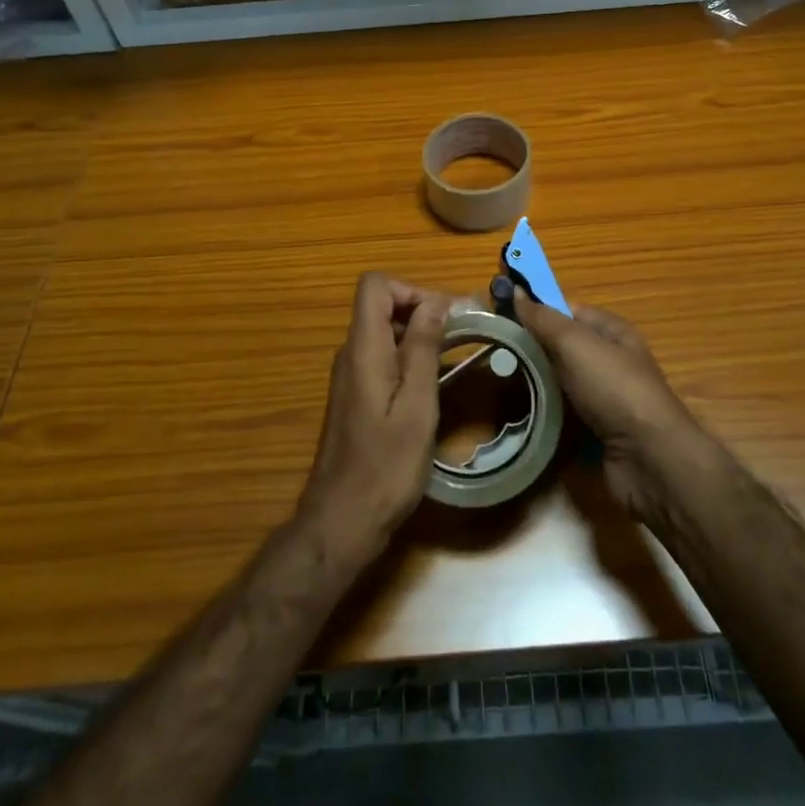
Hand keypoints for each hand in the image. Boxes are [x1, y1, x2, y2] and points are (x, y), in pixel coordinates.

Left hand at [297, 272, 448, 562]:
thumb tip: (435, 302)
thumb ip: (424, 349)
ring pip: (384, 331)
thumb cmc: (385, 466)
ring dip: (419, 335)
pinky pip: (382, 357)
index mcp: (363, 349)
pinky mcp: (355, 395)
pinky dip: (408, 358)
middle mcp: (351, 353)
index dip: (411, 289)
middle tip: (461, 335)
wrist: (342, 520)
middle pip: (381, 305)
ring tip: (456, 358)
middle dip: (422, 310)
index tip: (445, 316)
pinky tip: (432, 385)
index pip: (375, 285)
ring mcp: (350, 375)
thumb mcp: (417, 405)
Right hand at [514, 291, 704, 520]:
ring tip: (502, 382)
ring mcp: (606, 397)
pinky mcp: (599, 430)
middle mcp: (611, 360)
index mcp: (613, 331)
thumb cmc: (614, 389)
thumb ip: (544, 319)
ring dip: (538, 383)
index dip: (539, 311)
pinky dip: (547, 413)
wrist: (649, 459)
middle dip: (534, 348)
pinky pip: (566, 413)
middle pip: (564, 347)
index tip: (503, 316)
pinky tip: (523, 414)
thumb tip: (516, 290)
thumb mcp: (576, 344)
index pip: (569, 311)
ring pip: (562, 382)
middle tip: (496, 353)